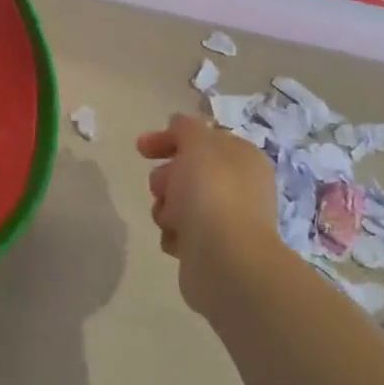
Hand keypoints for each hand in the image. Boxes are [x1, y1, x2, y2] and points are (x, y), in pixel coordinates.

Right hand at [136, 114, 283, 315]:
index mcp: (242, 158)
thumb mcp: (196, 144)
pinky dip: (174, 234)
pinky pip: (183, 233)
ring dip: (166, 207)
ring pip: (180, 203)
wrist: (225, 260)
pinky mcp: (214, 250)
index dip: (169, 139)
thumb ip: (185, 128)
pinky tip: (177, 240)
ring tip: (170, 219)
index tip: (141, 149)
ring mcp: (228, 220)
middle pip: (188, 171)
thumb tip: (180, 123)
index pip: (201, 139)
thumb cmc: (211, 193)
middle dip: (166, 178)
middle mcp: (239, 186)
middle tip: (162, 189)